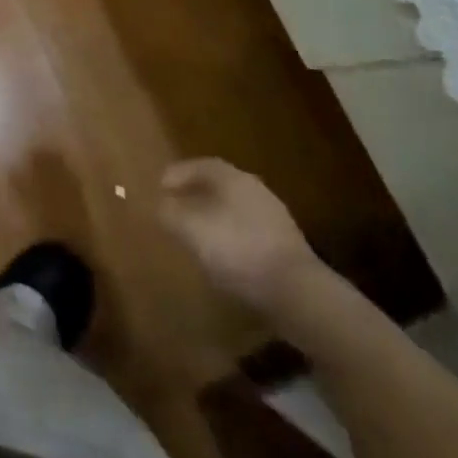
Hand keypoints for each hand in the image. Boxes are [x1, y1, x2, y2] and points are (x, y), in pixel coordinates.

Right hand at [158, 158, 320, 316]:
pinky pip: (249, 231)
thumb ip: (171, 213)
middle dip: (196, 194)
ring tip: (196, 233)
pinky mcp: (286, 246)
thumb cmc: (238, 250)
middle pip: (220, 185)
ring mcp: (275, 218)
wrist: (297, 292)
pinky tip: (223, 256)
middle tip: (176, 206)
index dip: (179, 173)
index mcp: (233, 178)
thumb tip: (161, 204)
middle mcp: (255, 190)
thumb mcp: (191, 230)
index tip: (160, 186)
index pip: (201, 165)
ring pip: (235, 208)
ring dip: (214, 216)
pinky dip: (231, 236)